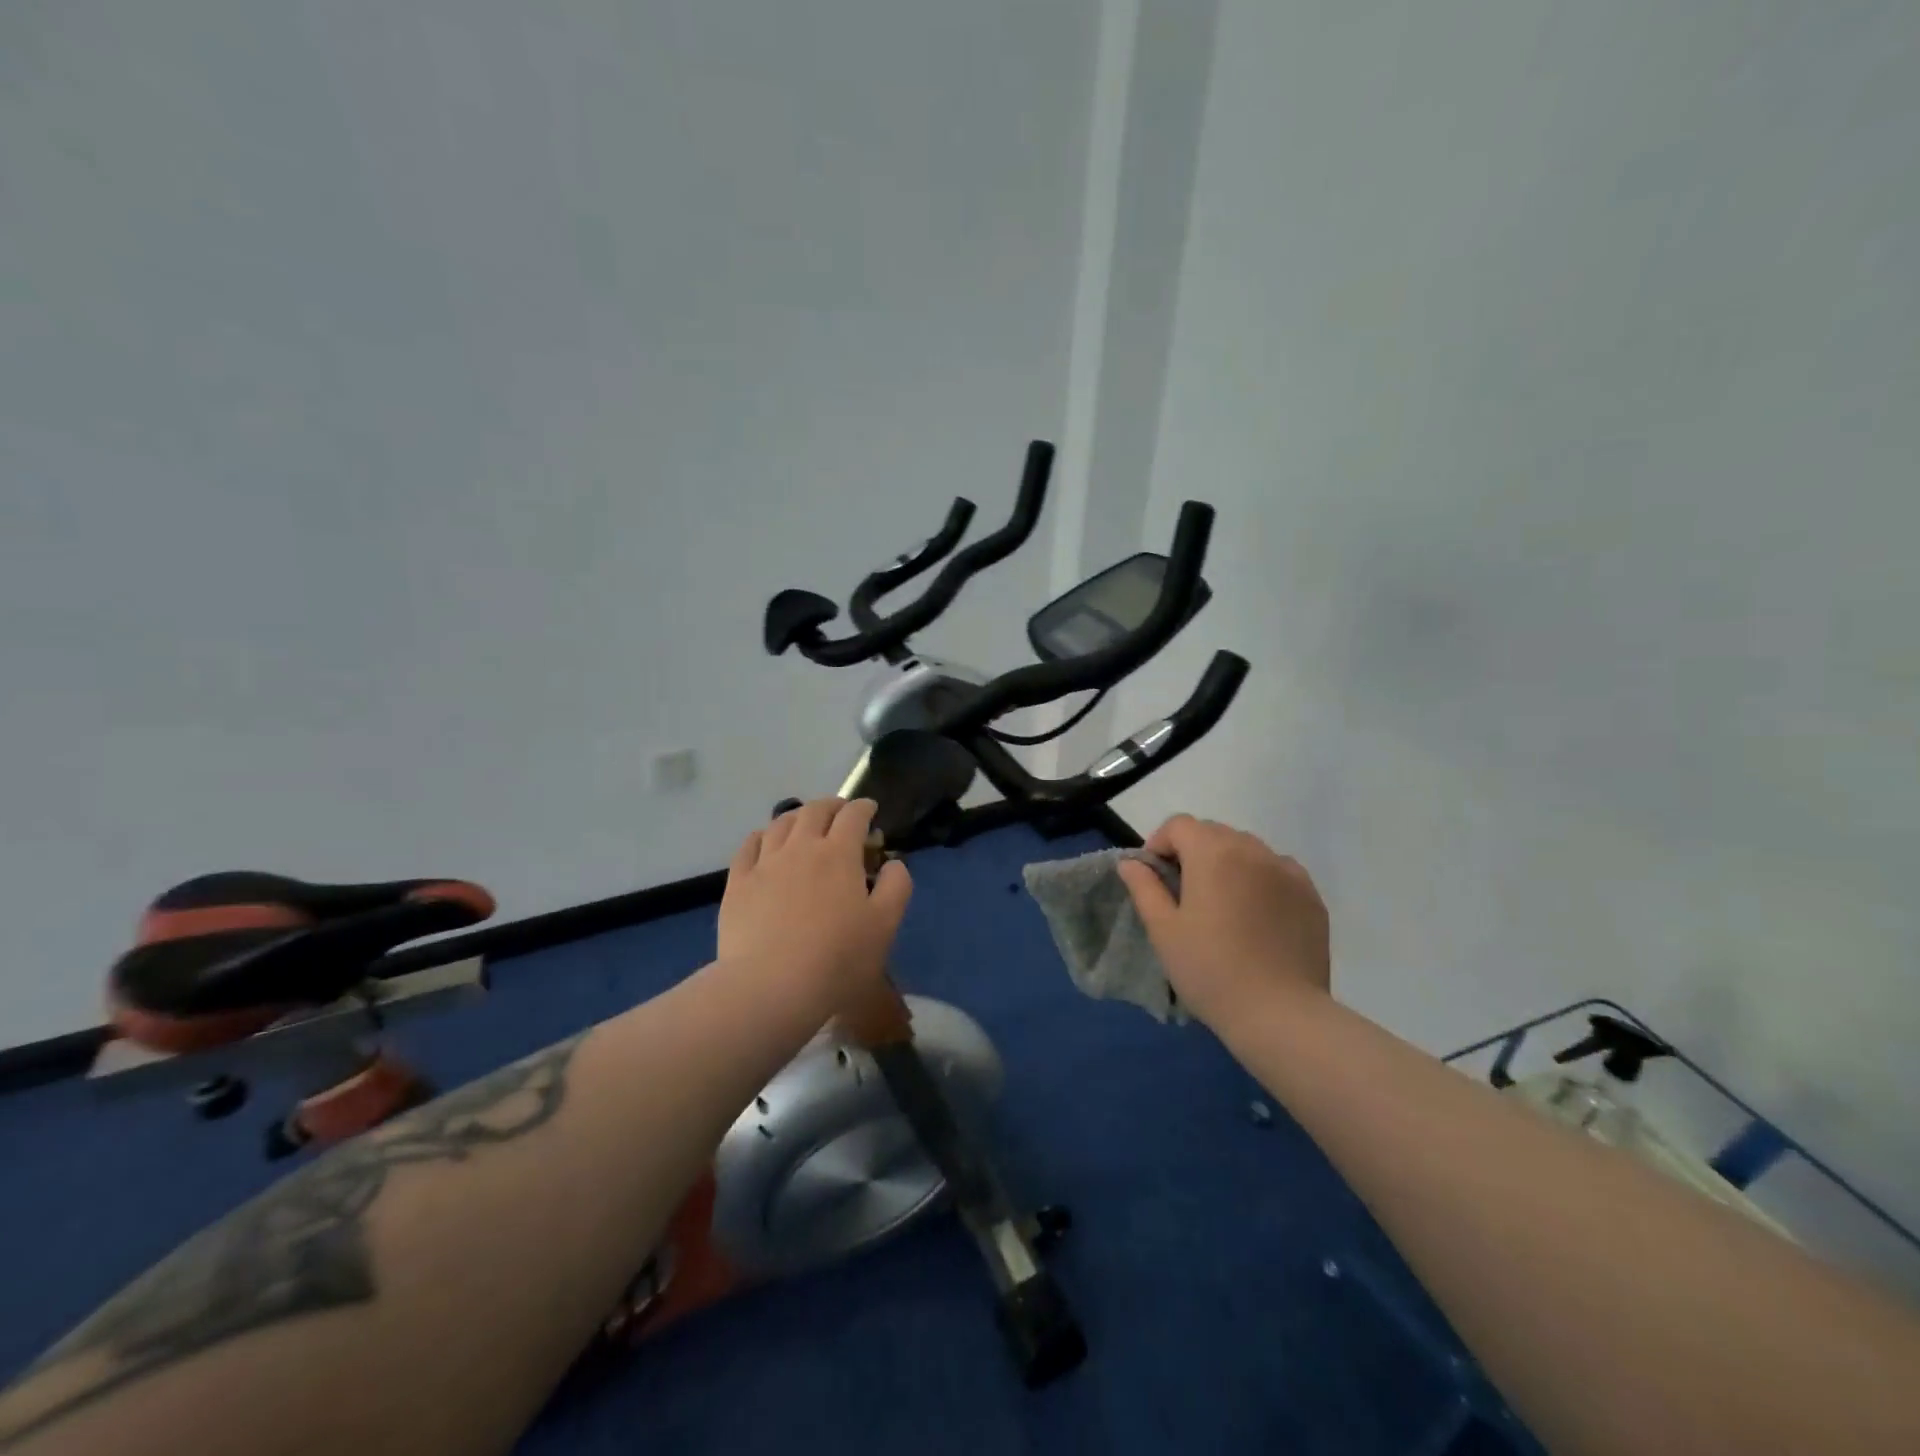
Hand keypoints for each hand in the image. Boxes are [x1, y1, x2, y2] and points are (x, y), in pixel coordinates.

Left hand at [718, 798, 912, 1009]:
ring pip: (781, 823)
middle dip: (832, 806)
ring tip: (805, 824)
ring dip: (798, 816)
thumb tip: (892, 863)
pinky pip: (749, 846)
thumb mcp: (885, 925)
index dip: (864, 808)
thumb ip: (896, 886)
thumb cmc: (837, 959)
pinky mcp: (738, 883)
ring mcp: (765, 863)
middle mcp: (801, 847)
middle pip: (815, 810)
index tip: (871, 811)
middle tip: (841, 814)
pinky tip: (766, 843)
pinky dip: (763, 836)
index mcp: (839, 854)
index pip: (853, 815)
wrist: (771, 988)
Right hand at [1117, 814, 1329, 1027]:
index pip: (1179, 825)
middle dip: (1193, 852)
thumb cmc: (1210, 970)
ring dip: (1227, 863)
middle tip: (1185, 893)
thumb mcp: (1163, 930)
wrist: (1280, 1014)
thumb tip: (1131, 863)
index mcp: (1213, 853)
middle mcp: (1253, 850)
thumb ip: (1144, 887)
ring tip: (1222, 905)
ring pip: (1247, 849)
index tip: (1155, 877)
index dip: (1160, 843)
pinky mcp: (1311, 895)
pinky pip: (1277, 871)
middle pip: (1214, 833)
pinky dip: (1260, 880)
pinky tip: (1256, 915)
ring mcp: (1287, 871)